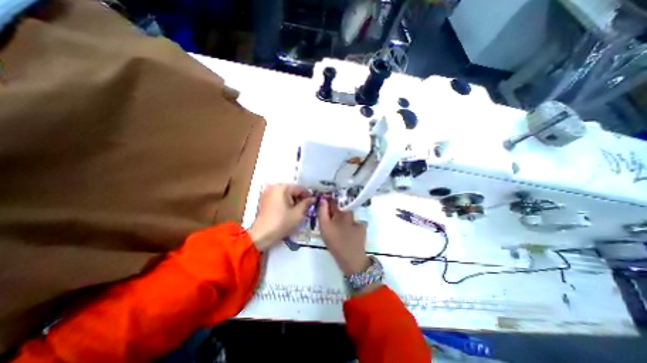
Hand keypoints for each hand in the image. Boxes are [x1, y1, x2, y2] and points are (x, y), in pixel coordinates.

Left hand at [249, 186, 313, 250]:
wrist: (261, 235)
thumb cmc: (281, 223)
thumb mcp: (298, 213)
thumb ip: (307, 203)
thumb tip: (313, 199)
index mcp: (282, 187)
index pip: (300, 188)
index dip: (308, 195)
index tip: (314, 203)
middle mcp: (273, 187)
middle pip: (292, 190)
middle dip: (300, 198)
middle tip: (306, 208)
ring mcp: (267, 193)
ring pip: (285, 194)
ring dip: (292, 200)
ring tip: (298, 211)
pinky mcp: (263, 200)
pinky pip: (278, 198)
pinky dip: (285, 202)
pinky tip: (288, 211)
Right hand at [317, 199, 368, 274]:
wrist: (352, 259)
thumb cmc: (335, 242)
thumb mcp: (324, 227)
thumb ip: (322, 211)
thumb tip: (322, 199)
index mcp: (340, 211)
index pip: (332, 200)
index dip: (326, 200)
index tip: (321, 204)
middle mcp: (350, 213)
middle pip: (340, 208)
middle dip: (333, 211)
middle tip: (327, 220)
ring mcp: (357, 220)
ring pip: (346, 216)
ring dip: (341, 218)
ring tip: (336, 228)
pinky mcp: (362, 228)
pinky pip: (352, 223)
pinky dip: (348, 226)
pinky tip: (345, 233)